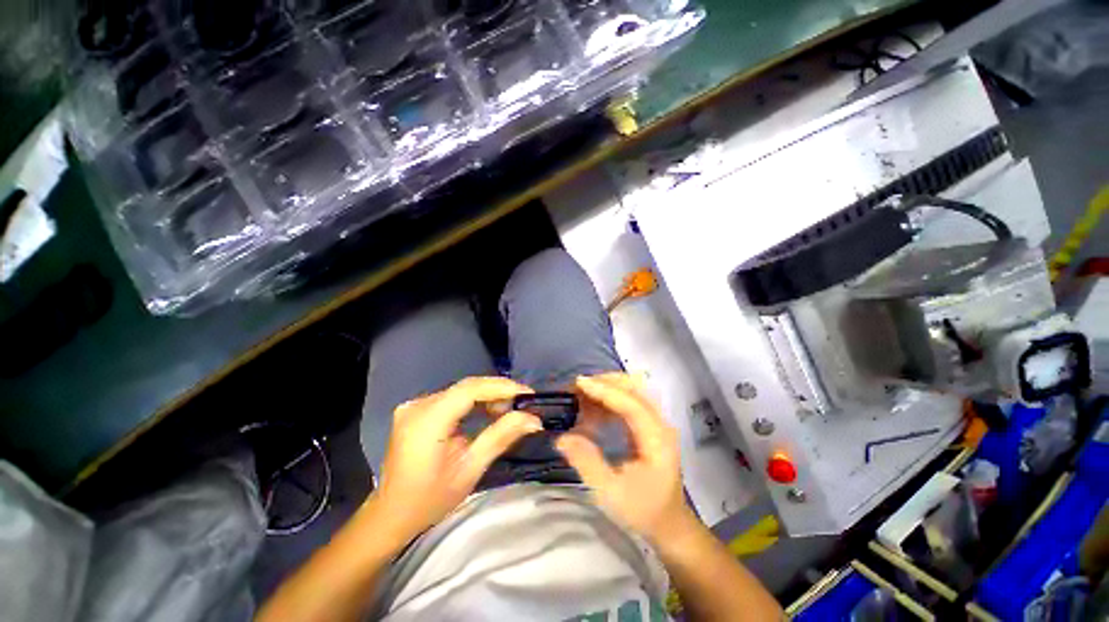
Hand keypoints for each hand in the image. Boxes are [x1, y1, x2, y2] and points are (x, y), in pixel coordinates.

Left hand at [372, 376, 542, 542]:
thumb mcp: (470, 470)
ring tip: (510, 409)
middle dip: (498, 391)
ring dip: (487, 396)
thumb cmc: (429, 500)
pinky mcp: (416, 410)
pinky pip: (452, 398)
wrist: (390, 515)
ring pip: (460, 391)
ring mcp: (414, 406)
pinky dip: (474, 402)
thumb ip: (501, 437)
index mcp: (426, 421)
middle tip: (523, 403)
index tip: (527, 394)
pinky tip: (489, 411)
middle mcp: (417, 405)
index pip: (469, 390)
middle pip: (466, 387)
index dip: (501, 387)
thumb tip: (533, 419)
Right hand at [556, 373, 694, 543]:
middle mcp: (660, 424)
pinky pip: (629, 400)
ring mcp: (657, 422)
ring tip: (581, 395)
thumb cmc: (642, 510)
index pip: (631, 403)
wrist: (668, 523)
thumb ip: (587, 463)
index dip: (604, 390)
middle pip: (634, 388)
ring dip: (606, 387)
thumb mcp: (611, 493)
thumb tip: (562, 437)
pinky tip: (593, 408)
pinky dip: (609, 398)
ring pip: (632, 390)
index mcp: (657, 439)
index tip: (579, 383)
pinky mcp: (650, 425)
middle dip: (604, 382)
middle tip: (577, 388)